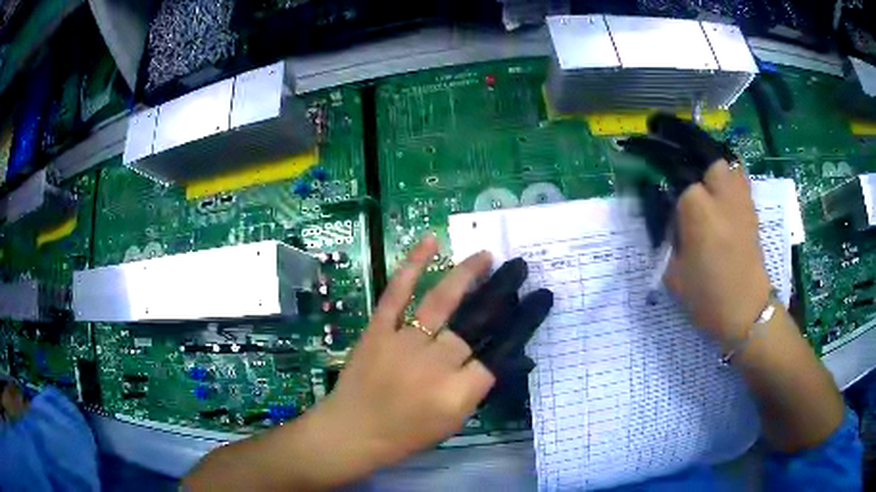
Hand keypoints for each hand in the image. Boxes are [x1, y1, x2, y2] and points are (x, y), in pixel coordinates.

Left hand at [318, 234, 551, 471]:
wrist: (352, 431)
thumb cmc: (406, 435)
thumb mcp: (453, 422)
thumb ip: (478, 390)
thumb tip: (507, 358)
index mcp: (457, 393)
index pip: (501, 352)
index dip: (523, 323)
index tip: (538, 300)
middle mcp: (435, 364)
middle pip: (476, 321)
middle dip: (503, 291)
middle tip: (519, 268)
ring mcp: (404, 343)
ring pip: (441, 300)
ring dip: (467, 273)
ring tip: (486, 256)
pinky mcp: (377, 330)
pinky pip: (396, 293)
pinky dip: (412, 265)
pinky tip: (430, 242)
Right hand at [623, 115, 770, 341]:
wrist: (747, 312)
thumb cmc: (707, 297)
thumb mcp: (672, 268)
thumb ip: (661, 225)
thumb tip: (651, 192)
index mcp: (699, 210)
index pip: (669, 166)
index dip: (647, 151)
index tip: (629, 146)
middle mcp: (722, 193)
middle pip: (698, 146)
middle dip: (674, 132)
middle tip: (655, 128)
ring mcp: (739, 195)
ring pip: (719, 152)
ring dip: (698, 143)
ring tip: (682, 145)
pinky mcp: (749, 202)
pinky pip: (733, 168)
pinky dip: (718, 159)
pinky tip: (708, 167)